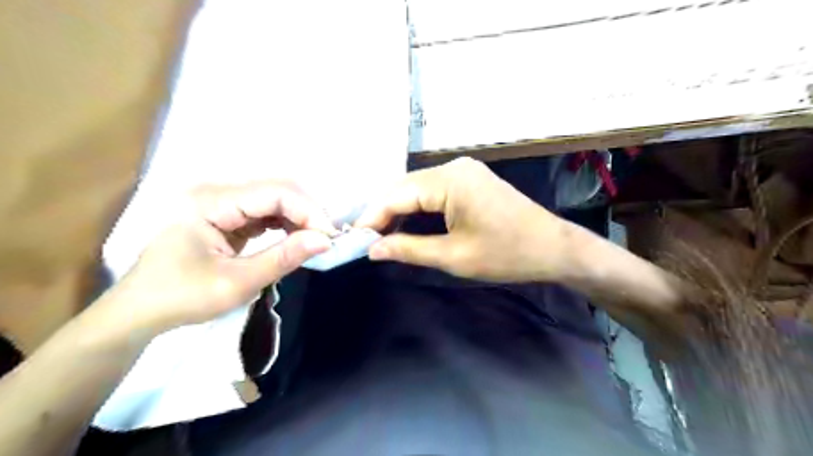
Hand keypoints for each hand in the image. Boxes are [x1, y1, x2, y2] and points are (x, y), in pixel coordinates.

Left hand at [110, 180, 335, 333]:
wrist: (139, 311)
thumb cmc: (181, 298)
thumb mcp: (237, 283)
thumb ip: (283, 258)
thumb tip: (325, 242)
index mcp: (210, 201)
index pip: (275, 192)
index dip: (308, 211)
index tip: (329, 238)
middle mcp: (216, 192)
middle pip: (277, 190)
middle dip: (307, 212)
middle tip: (326, 239)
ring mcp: (220, 202)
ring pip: (274, 199)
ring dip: (299, 217)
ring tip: (315, 240)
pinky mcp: (226, 214)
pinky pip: (265, 211)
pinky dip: (285, 224)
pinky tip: (295, 238)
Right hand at [354, 159, 569, 282]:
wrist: (553, 248)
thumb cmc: (506, 254)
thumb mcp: (453, 256)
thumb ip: (409, 249)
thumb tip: (373, 250)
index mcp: (450, 180)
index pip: (397, 195)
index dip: (372, 217)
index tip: (353, 238)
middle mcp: (454, 167)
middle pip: (405, 188)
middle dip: (383, 213)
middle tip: (365, 240)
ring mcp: (464, 171)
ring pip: (418, 189)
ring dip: (399, 211)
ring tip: (381, 236)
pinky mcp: (470, 180)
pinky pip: (434, 191)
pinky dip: (418, 208)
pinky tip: (407, 225)